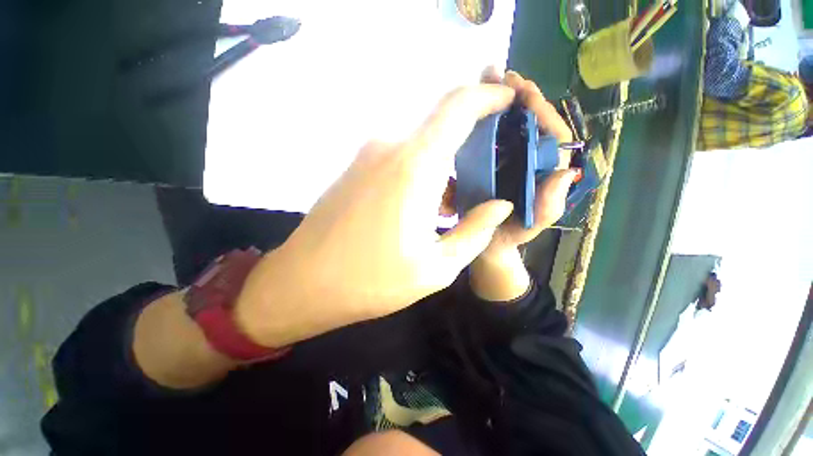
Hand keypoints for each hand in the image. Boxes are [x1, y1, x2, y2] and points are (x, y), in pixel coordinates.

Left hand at [234, 84, 517, 347]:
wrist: (304, 283)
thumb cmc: (371, 282)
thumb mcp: (436, 268)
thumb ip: (474, 232)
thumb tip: (500, 205)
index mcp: (413, 168)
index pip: (457, 107)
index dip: (487, 96)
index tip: (508, 101)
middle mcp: (388, 149)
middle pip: (439, 124)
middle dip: (470, 137)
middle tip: (490, 164)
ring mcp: (367, 156)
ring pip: (419, 144)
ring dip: (443, 161)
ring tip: (458, 194)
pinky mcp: (355, 168)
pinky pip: (399, 156)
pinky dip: (421, 169)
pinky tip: (426, 201)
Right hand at [480, 71, 579, 258]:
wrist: (489, 244)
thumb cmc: (512, 234)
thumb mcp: (533, 223)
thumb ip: (549, 205)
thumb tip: (564, 172)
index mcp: (545, 169)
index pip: (552, 133)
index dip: (539, 108)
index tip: (521, 87)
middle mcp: (529, 159)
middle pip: (527, 123)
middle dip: (515, 97)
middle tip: (496, 74)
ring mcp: (508, 161)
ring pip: (507, 128)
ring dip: (495, 105)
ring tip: (482, 83)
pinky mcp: (489, 166)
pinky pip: (488, 142)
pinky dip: (480, 125)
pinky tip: (469, 113)